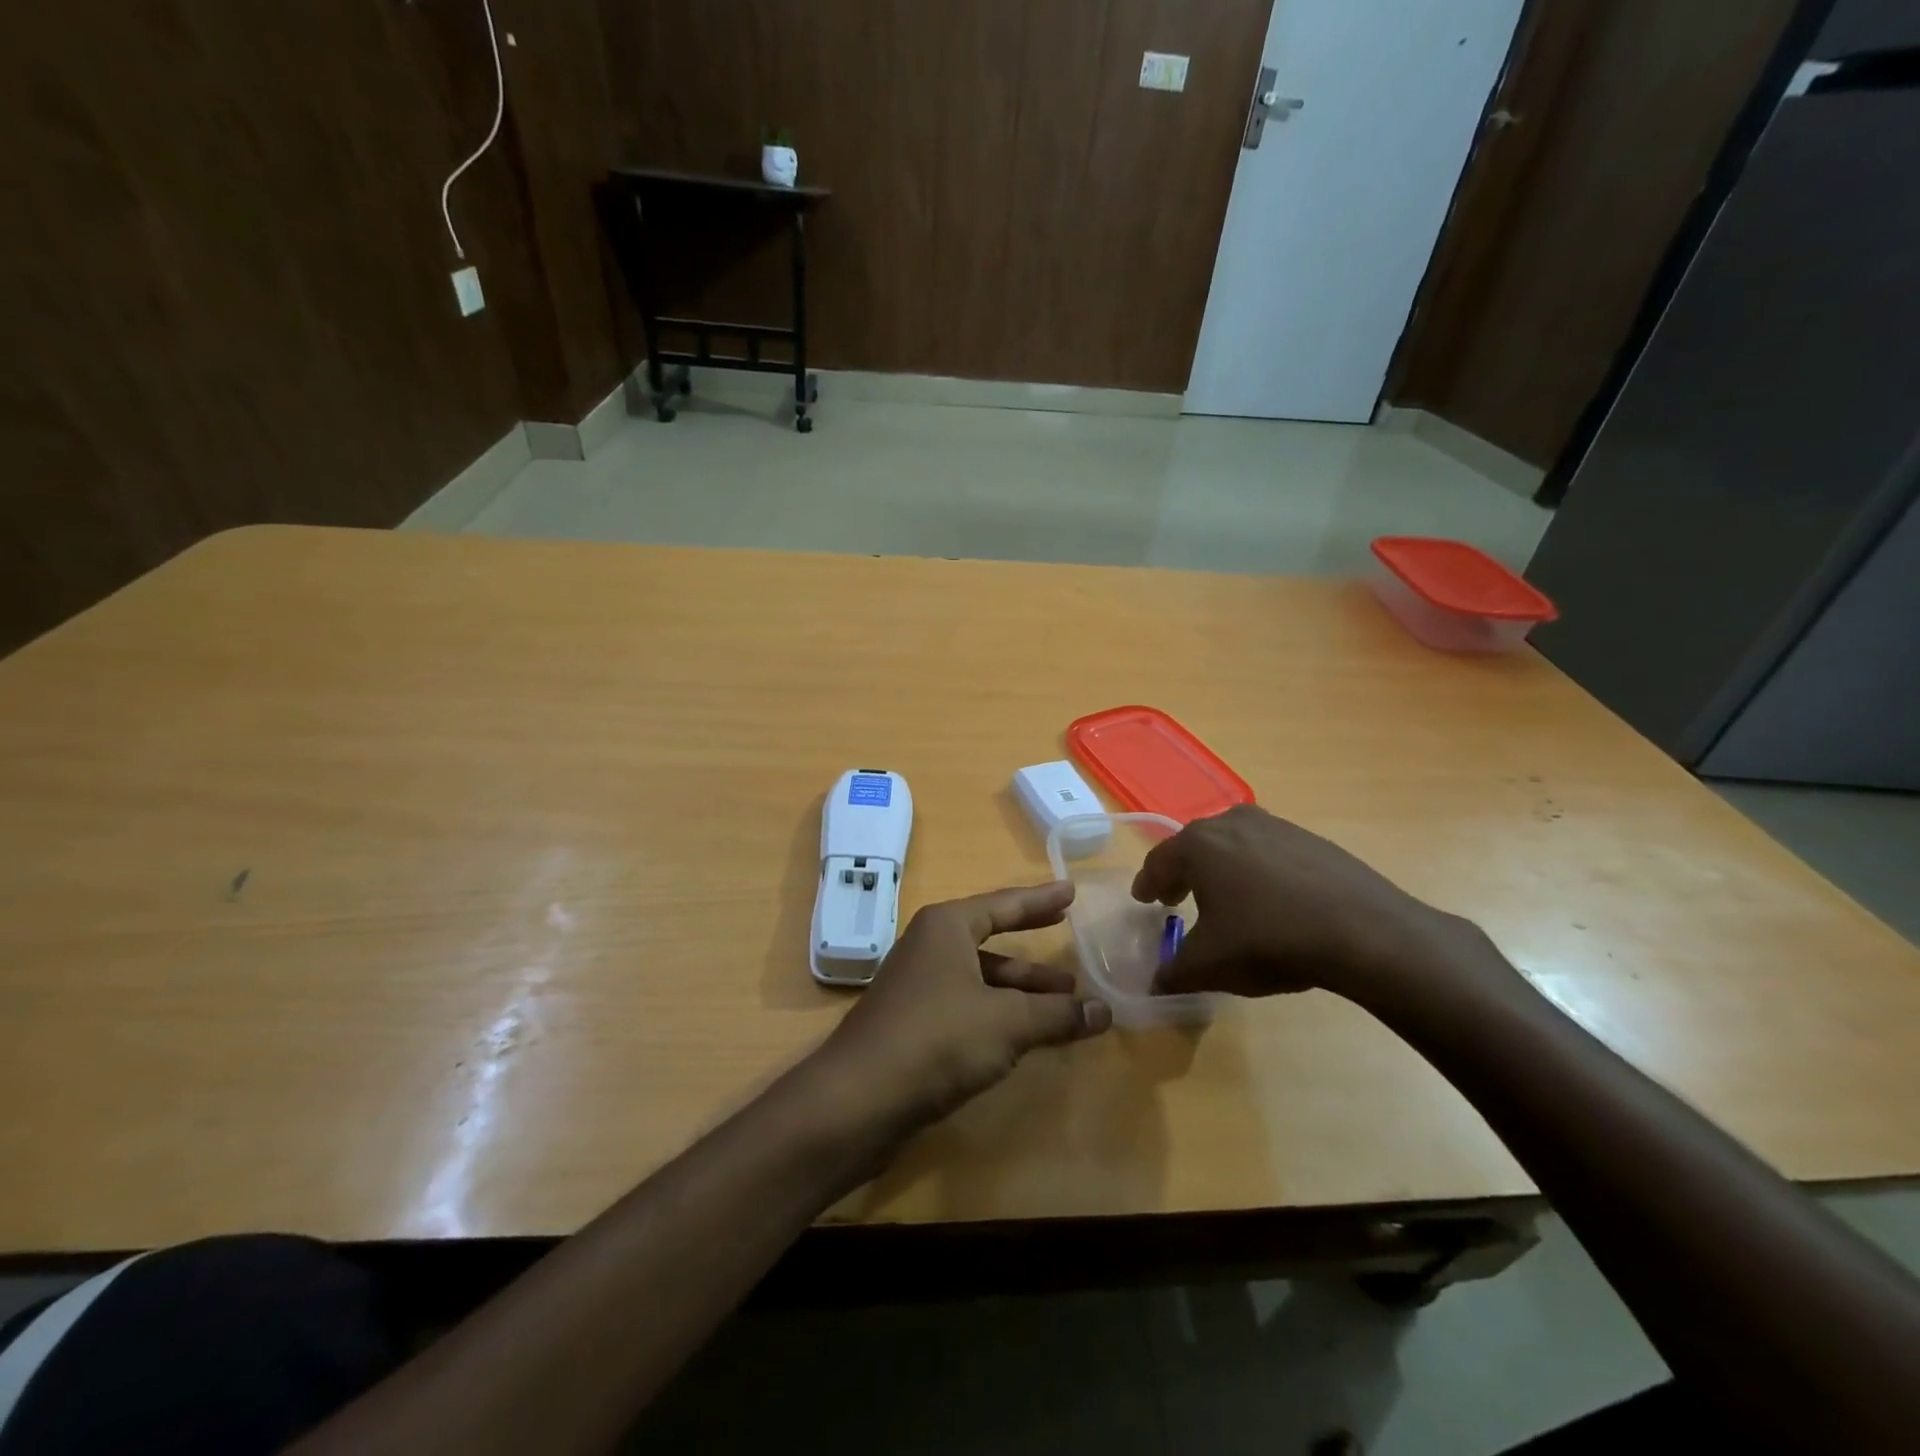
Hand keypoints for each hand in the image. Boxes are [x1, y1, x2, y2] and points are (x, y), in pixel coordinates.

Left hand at [818, 882, 1111, 1128]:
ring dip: (1021, 988)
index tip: (1070, 890)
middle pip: (991, 937)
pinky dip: (1000, 1013)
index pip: (1003, 903)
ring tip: (1067, 1001)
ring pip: (981, 977)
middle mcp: (930, 947)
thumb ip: (1057, 1014)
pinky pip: (969, 1006)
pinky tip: (1027, 1033)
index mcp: (947, 927)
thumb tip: (1105, 1011)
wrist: (858, 1099)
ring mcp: (919, 986)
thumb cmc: (937, 1039)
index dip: (1040, 899)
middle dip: (1032, 944)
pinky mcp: (914, 1024)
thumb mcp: (1007, 1022)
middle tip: (1068, 934)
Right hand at [1132, 805, 1480, 1006]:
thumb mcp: (1209, 966)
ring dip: (1220, 870)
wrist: (1365, 932)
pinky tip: (1269, 901)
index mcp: (1198, 845)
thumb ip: (1173, 972)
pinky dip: (1257, 871)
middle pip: (1194, 847)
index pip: (1158, 862)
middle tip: (1175, 898)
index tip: (1144, 899)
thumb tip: (1155, 982)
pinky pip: (1267, 852)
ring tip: (1224, 899)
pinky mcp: (1311, 839)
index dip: (1147, 884)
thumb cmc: (1269, 941)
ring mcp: (1275, 826)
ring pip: (1232, 845)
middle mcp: (1231, 823)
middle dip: (1181, 873)